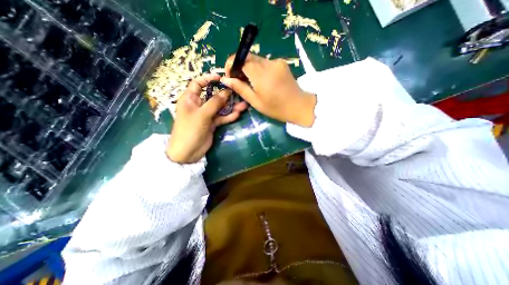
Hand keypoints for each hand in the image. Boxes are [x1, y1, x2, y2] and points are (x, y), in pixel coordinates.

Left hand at [166, 74, 247, 163]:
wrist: (188, 152)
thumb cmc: (189, 130)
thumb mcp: (202, 114)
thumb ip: (215, 103)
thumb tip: (226, 91)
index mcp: (190, 98)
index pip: (198, 83)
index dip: (208, 78)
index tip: (221, 78)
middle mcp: (199, 105)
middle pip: (213, 95)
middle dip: (225, 94)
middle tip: (238, 92)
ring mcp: (206, 115)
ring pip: (220, 107)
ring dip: (231, 106)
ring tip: (243, 104)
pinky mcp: (212, 123)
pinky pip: (222, 117)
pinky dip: (229, 116)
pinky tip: (238, 114)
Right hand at [221, 53, 317, 126]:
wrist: (299, 106)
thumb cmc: (276, 108)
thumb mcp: (255, 101)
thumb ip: (240, 88)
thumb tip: (225, 80)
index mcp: (260, 74)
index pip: (240, 58)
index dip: (231, 64)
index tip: (230, 76)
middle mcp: (268, 63)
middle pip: (248, 57)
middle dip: (240, 66)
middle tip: (238, 80)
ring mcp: (277, 61)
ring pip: (256, 59)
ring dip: (249, 68)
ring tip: (250, 82)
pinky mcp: (282, 63)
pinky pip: (265, 62)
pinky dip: (259, 69)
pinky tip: (262, 80)